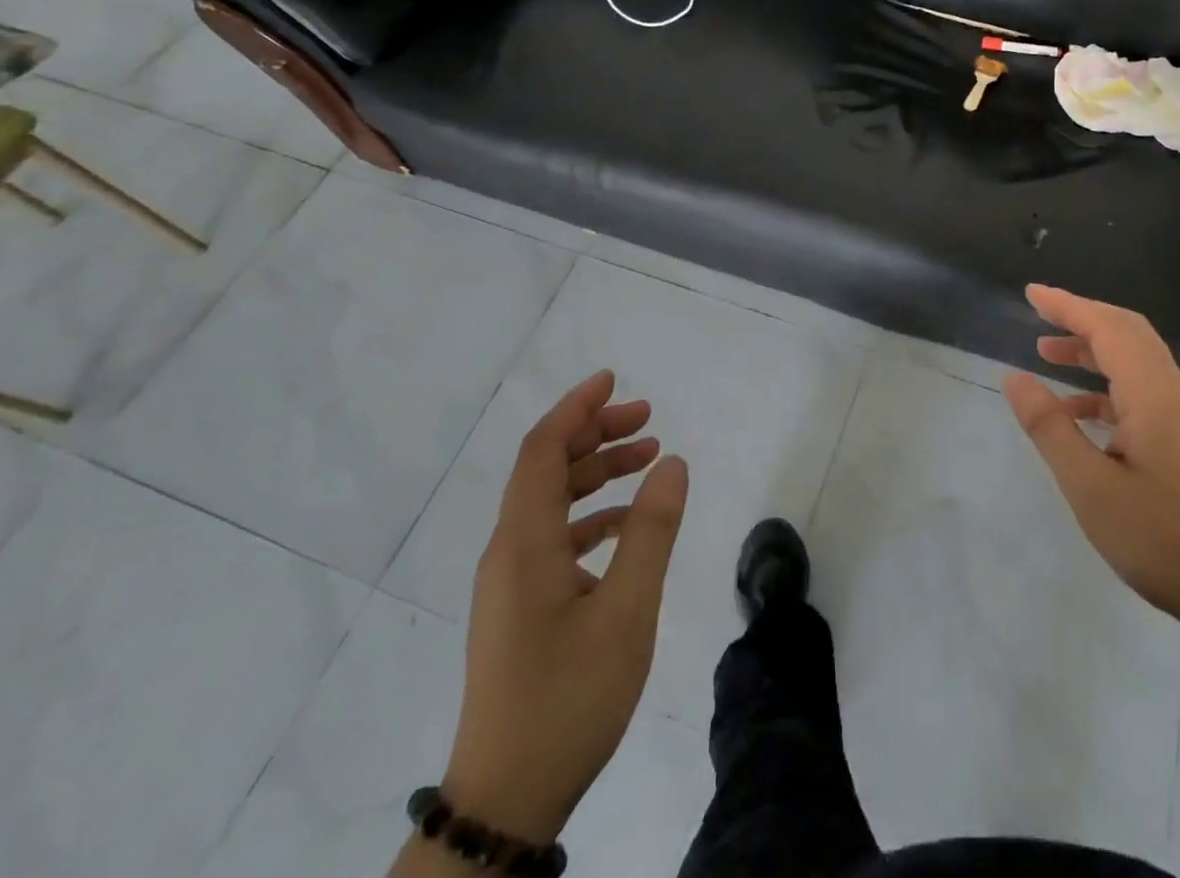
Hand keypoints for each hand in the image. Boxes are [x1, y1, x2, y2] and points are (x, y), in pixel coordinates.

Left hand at [442, 371, 688, 843]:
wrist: (507, 799)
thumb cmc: (568, 698)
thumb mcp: (626, 611)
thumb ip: (651, 531)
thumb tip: (673, 462)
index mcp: (524, 543)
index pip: (543, 450)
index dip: (576, 408)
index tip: (613, 379)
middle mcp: (509, 552)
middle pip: (546, 469)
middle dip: (595, 433)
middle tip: (648, 418)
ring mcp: (512, 582)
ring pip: (552, 502)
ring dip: (596, 472)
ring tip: (648, 457)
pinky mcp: (520, 608)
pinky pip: (555, 537)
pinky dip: (592, 515)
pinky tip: (628, 525)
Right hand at [1003, 285, 1179, 631]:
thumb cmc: (1158, 539)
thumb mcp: (1088, 486)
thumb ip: (1049, 427)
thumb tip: (1014, 377)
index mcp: (1153, 394)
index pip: (1107, 329)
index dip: (1067, 306)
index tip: (1031, 293)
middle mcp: (1172, 392)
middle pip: (1127, 332)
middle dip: (1081, 317)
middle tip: (1038, 312)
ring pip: (1135, 359)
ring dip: (1092, 349)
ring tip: (1047, 352)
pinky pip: (1141, 389)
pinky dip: (1105, 386)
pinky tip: (1076, 411)